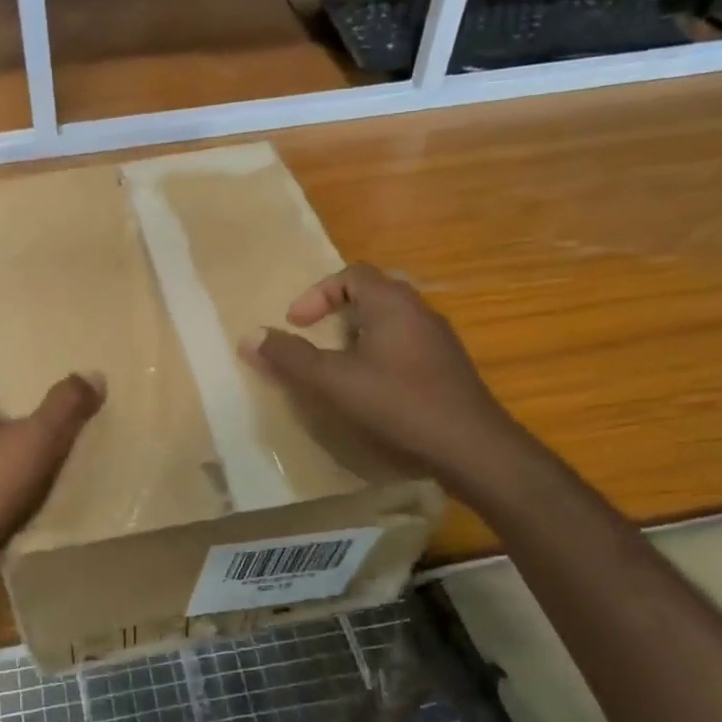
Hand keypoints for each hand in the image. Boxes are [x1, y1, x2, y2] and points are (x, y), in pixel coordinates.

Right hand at [240, 263, 526, 492]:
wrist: (472, 447)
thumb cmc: (398, 403)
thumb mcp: (333, 380)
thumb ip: (290, 357)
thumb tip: (250, 336)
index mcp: (392, 303)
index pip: (351, 273)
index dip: (317, 293)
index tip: (297, 323)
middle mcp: (419, 311)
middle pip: (372, 293)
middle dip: (337, 311)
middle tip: (315, 337)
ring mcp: (439, 339)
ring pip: (390, 320)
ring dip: (358, 334)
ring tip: (337, 364)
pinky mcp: (448, 367)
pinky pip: (405, 344)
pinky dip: (379, 353)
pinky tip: (372, 388)